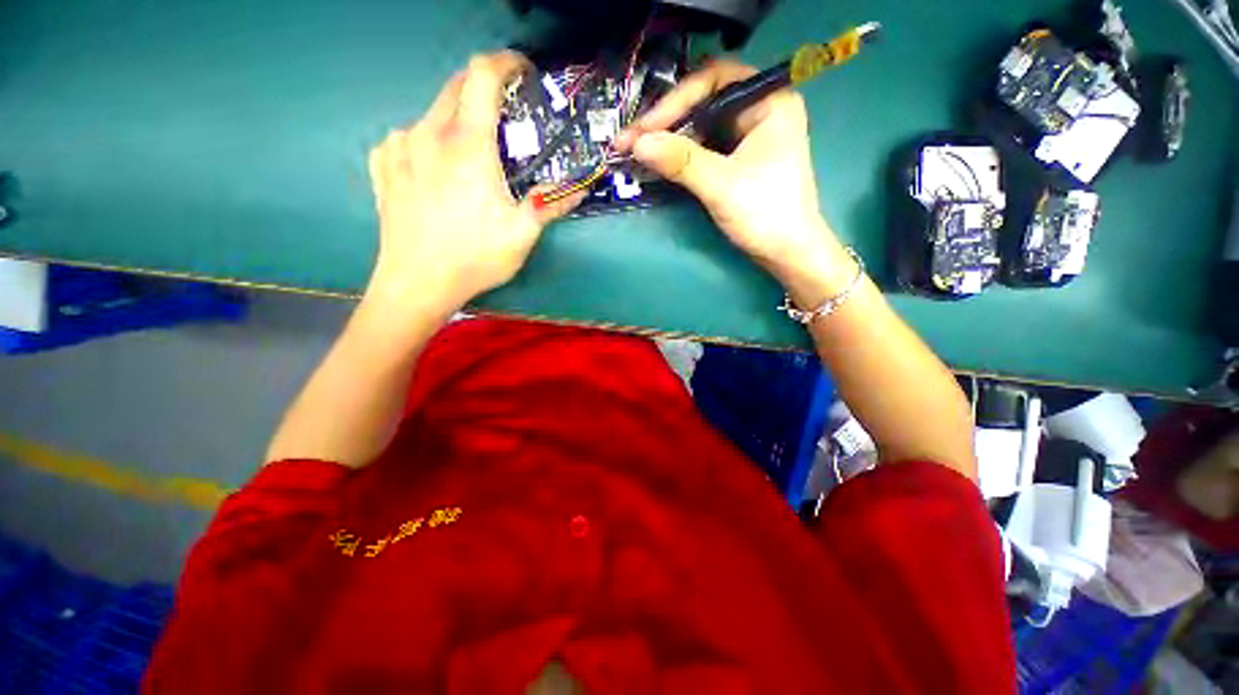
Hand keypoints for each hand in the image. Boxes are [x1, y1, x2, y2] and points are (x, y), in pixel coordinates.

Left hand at [366, 51, 579, 318]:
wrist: (417, 282)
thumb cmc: (475, 257)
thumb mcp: (522, 234)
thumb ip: (551, 204)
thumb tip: (580, 187)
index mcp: (468, 145)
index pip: (483, 75)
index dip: (505, 62)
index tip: (521, 72)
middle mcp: (429, 133)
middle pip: (456, 86)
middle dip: (483, 90)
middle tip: (503, 120)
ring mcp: (399, 146)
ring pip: (432, 113)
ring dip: (456, 121)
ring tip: (469, 156)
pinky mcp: (382, 164)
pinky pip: (407, 137)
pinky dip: (427, 142)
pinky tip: (434, 169)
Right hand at [613, 59, 854, 304]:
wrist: (788, 253)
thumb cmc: (765, 214)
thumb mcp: (721, 185)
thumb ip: (680, 161)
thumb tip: (637, 144)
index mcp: (769, 101)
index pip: (713, 81)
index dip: (675, 101)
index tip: (645, 129)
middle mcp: (760, 110)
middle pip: (704, 102)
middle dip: (667, 122)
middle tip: (632, 141)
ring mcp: (750, 136)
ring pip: (702, 126)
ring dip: (670, 139)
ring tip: (638, 152)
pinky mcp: (740, 159)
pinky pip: (705, 147)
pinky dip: (682, 154)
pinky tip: (660, 162)